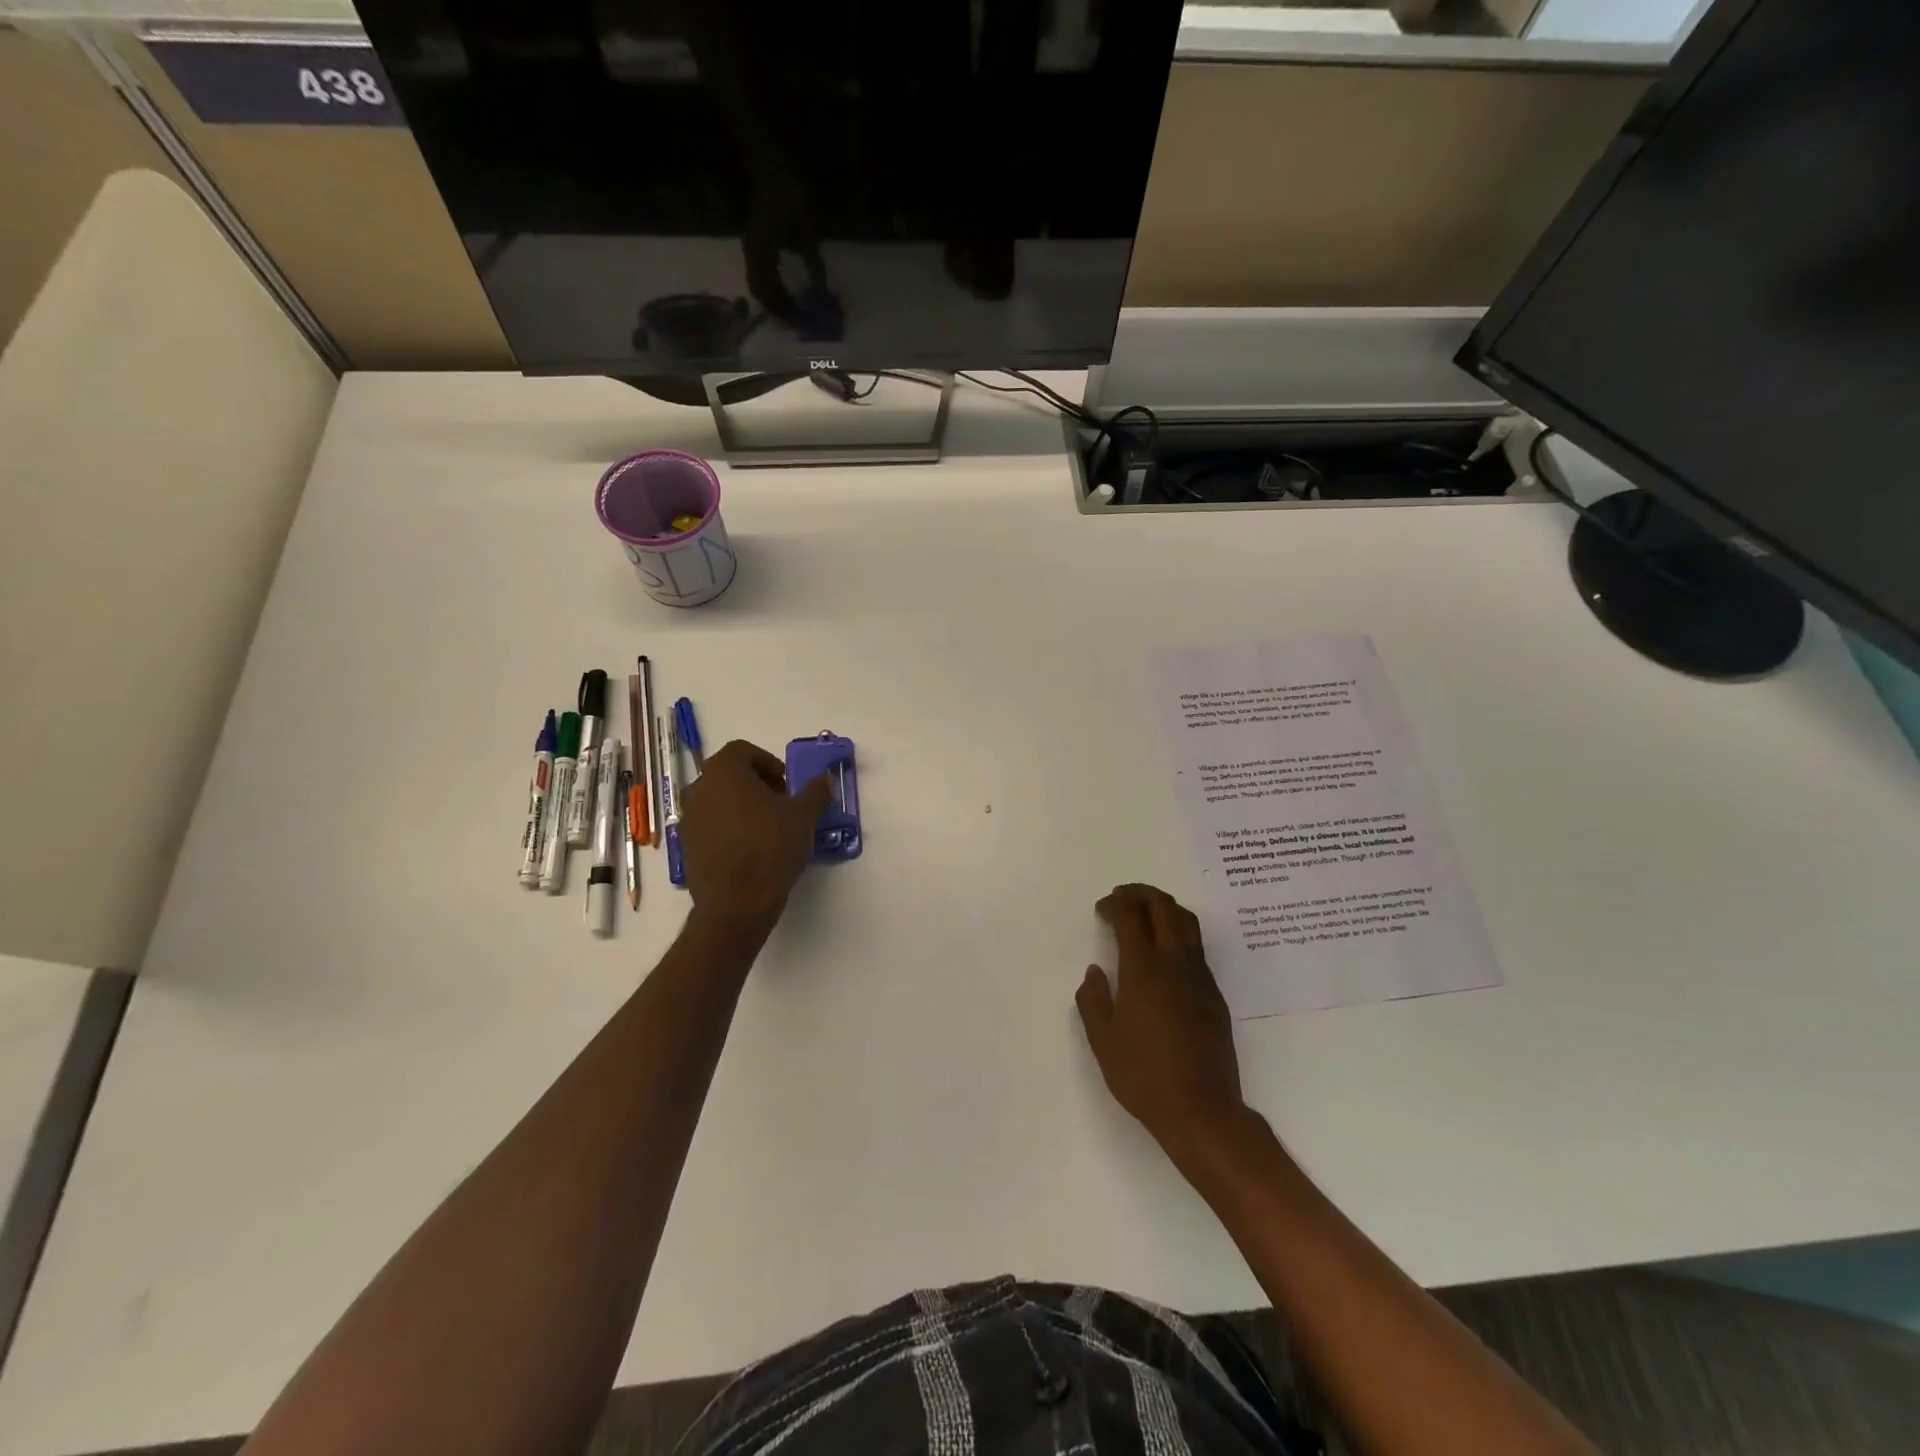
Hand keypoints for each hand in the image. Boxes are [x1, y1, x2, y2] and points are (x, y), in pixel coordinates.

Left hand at [679, 740, 831, 927]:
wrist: (736, 903)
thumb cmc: (770, 847)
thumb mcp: (804, 816)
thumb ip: (815, 791)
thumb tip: (824, 779)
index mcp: (724, 772)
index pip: (742, 751)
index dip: (768, 762)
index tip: (786, 783)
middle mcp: (699, 789)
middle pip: (728, 774)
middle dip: (756, 784)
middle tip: (781, 803)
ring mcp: (688, 819)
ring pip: (718, 800)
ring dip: (742, 806)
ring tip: (768, 828)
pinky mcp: (687, 846)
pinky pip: (711, 825)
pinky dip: (729, 828)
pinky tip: (751, 849)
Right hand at [1076, 884, 1246, 1154]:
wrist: (1203, 1111)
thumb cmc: (1144, 1076)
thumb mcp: (1103, 1041)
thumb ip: (1093, 1000)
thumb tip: (1095, 972)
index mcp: (1144, 971)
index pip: (1131, 917)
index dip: (1115, 904)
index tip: (1102, 909)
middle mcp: (1176, 964)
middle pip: (1164, 908)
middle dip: (1141, 894)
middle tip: (1122, 897)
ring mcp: (1200, 978)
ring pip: (1187, 923)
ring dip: (1164, 908)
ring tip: (1145, 913)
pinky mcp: (1215, 995)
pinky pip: (1196, 948)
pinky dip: (1178, 933)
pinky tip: (1165, 953)